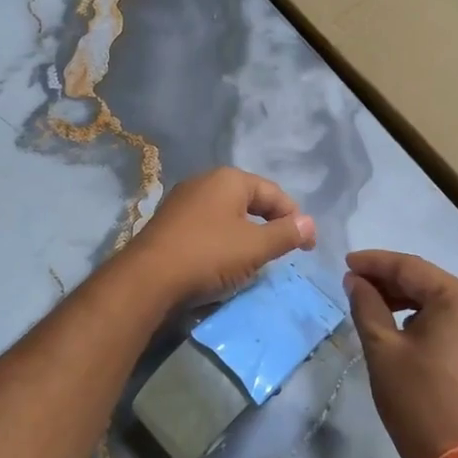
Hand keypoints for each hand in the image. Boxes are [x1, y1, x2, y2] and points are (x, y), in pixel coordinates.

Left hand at [123, 168, 316, 306]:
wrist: (147, 278)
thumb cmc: (208, 255)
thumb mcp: (255, 247)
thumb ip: (286, 234)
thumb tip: (310, 223)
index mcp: (229, 179)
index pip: (274, 193)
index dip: (295, 219)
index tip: (307, 247)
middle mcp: (204, 181)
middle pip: (250, 201)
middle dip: (270, 225)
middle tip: (283, 252)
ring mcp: (183, 201)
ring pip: (227, 215)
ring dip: (246, 234)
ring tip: (256, 259)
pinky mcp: (169, 223)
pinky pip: (207, 227)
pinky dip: (223, 241)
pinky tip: (224, 262)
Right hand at [344, 251, 457, 457]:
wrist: (457, 457)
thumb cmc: (416, 398)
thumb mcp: (382, 348)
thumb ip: (367, 304)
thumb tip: (355, 280)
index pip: (411, 268)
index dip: (375, 263)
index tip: (346, 263)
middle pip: (429, 282)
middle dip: (391, 281)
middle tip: (355, 284)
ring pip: (443, 301)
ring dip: (408, 300)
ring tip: (374, 303)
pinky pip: (456, 320)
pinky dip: (428, 318)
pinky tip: (402, 324)